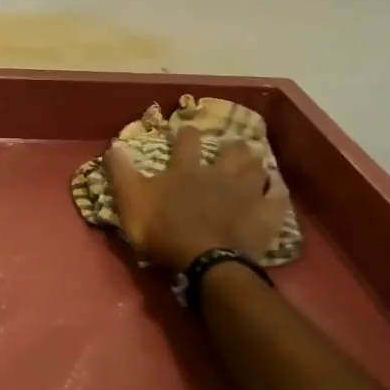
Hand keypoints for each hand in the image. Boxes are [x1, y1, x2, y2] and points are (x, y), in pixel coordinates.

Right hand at [103, 126, 287, 270]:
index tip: (186, 129)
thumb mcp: (130, 200)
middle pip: (230, 152)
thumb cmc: (163, 230)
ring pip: (256, 168)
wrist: (205, 261)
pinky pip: (278, 197)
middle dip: (230, 145)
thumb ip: (121, 173)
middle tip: (230, 144)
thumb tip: (112, 146)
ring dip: (254, 162)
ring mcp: (247, 194)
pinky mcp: (265, 216)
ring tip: (254, 160)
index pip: (187, 143)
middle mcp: (219, 175)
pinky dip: (277, 190)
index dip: (186, 134)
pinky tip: (276, 187)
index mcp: (186, 170)